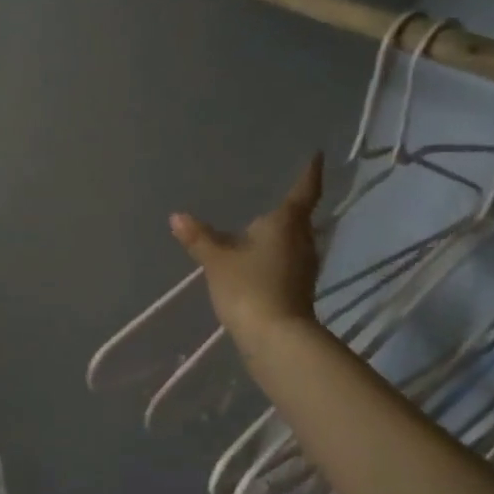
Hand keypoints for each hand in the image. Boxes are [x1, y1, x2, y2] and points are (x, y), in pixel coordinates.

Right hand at [170, 154, 325, 353]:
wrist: (276, 338)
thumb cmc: (249, 287)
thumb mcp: (217, 260)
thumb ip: (199, 237)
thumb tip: (177, 216)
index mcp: (286, 224)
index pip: (303, 192)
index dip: (309, 173)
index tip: (316, 155)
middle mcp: (303, 240)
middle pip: (300, 218)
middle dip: (290, 206)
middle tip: (276, 190)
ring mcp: (305, 266)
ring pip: (295, 240)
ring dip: (282, 232)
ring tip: (263, 223)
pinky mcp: (300, 288)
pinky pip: (289, 260)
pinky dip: (277, 253)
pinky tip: (260, 257)